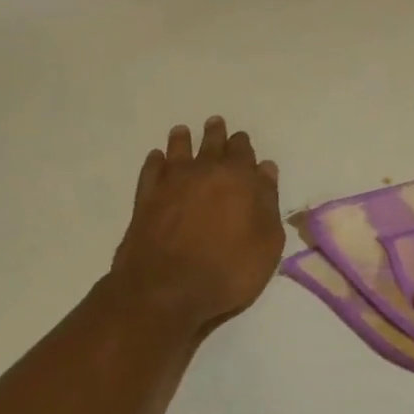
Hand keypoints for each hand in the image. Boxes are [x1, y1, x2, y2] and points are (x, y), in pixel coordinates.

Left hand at [110, 117, 283, 330]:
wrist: (167, 290)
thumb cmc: (228, 270)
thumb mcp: (267, 243)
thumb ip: (268, 203)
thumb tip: (265, 171)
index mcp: (238, 179)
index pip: (243, 153)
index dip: (243, 145)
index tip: (242, 139)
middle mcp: (204, 172)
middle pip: (212, 145)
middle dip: (216, 134)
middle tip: (215, 123)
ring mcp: (171, 183)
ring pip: (178, 151)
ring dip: (183, 140)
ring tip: (183, 131)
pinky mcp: (146, 199)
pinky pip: (152, 170)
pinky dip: (156, 161)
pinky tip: (157, 158)